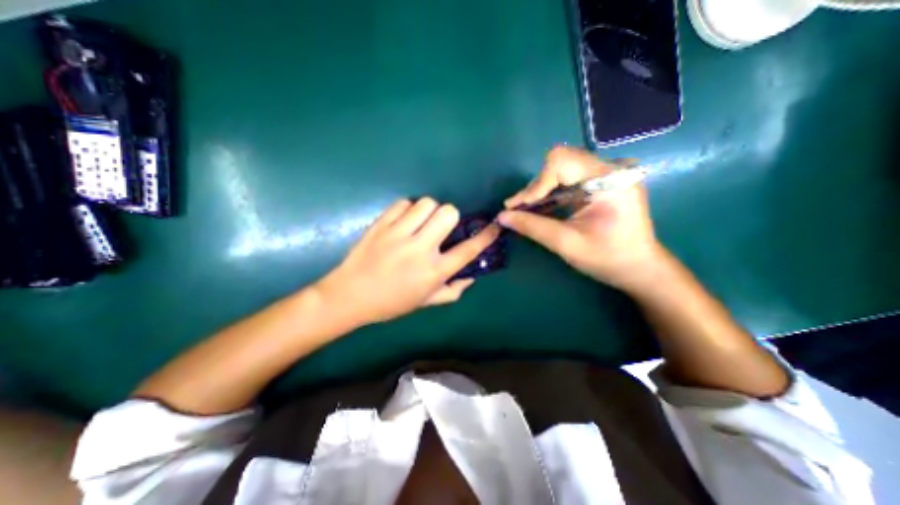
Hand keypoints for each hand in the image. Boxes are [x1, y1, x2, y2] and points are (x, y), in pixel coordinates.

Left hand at [314, 198, 498, 325]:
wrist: (350, 296)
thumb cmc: (391, 303)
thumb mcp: (426, 302)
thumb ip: (453, 291)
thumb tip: (471, 276)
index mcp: (434, 271)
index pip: (468, 249)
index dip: (486, 236)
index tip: (494, 226)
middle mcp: (420, 249)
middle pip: (448, 213)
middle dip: (450, 217)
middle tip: (441, 227)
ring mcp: (398, 234)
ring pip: (427, 203)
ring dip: (429, 211)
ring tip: (421, 223)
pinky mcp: (381, 224)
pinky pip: (403, 203)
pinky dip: (408, 209)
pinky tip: (404, 221)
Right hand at [495, 144, 662, 291]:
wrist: (638, 267)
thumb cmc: (607, 259)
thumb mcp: (566, 244)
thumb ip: (532, 227)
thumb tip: (502, 216)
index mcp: (609, 180)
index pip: (562, 161)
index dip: (537, 183)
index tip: (522, 206)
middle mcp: (610, 169)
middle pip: (561, 161)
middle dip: (536, 185)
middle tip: (518, 208)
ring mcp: (607, 173)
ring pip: (562, 168)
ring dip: (541, 188)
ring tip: (525, 208)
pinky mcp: (602, 182)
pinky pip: (569, 177)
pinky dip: (551, 190)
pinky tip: (541, 206)